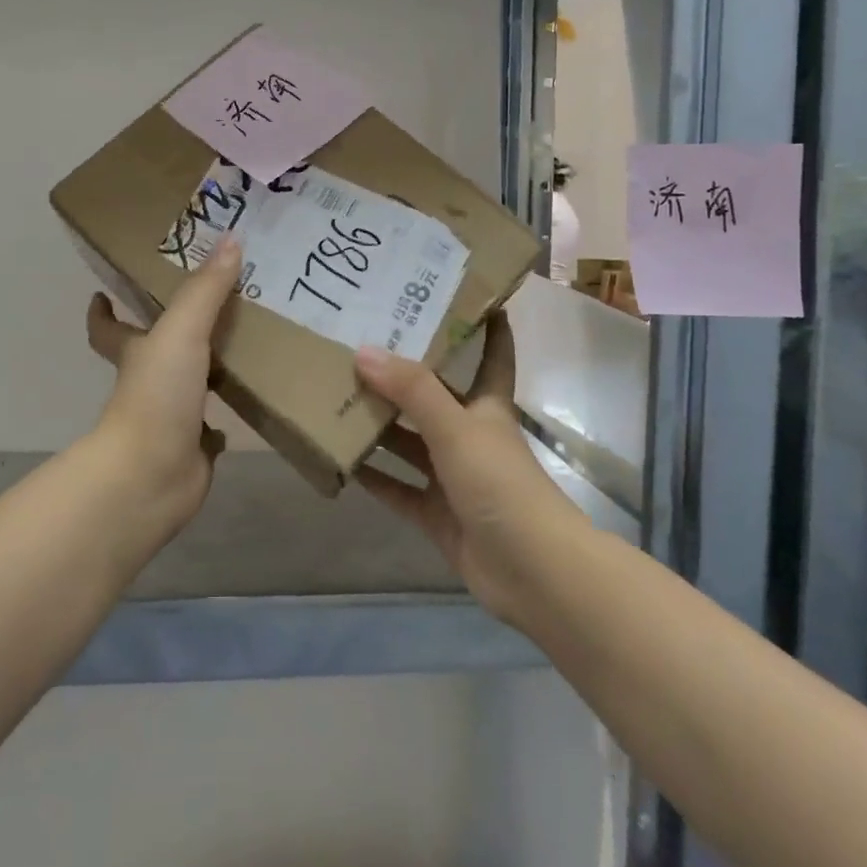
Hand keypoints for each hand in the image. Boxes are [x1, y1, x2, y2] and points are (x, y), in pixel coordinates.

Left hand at [84, 237, 242, 532]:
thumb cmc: (157, 395)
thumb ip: (205, 290)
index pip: (108, 328)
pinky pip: (209, 430)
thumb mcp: (181, 332)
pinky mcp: (192, 448)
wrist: (153, 474)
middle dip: (172, 333)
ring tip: (241, 347)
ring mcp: (169, 418)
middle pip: (153, 352)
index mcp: (135, 353)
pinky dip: (222, 421)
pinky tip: (247, 404)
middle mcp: (148, 383)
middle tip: (209, 306)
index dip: (102, 311)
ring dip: (205, 371)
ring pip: (187, 387)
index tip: (102, 292)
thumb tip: (231, 240)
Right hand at [354, 312, 574, 621]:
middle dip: (402, 377)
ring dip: (380, 427)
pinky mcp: (437, 515)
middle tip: (358, 345)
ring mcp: (453, 478)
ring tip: (336, 398)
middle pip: (434, 399)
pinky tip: (342, 461)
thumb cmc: (501, 484)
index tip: (469, 297)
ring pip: (410, 444)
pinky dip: (375, 478)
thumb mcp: (456, 428)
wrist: (531, 570)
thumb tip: (364, 351)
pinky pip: (398, 490)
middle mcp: (470, 437)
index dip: (487, 328)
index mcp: (487, 408)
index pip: (492, 357)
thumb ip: (412, 391)